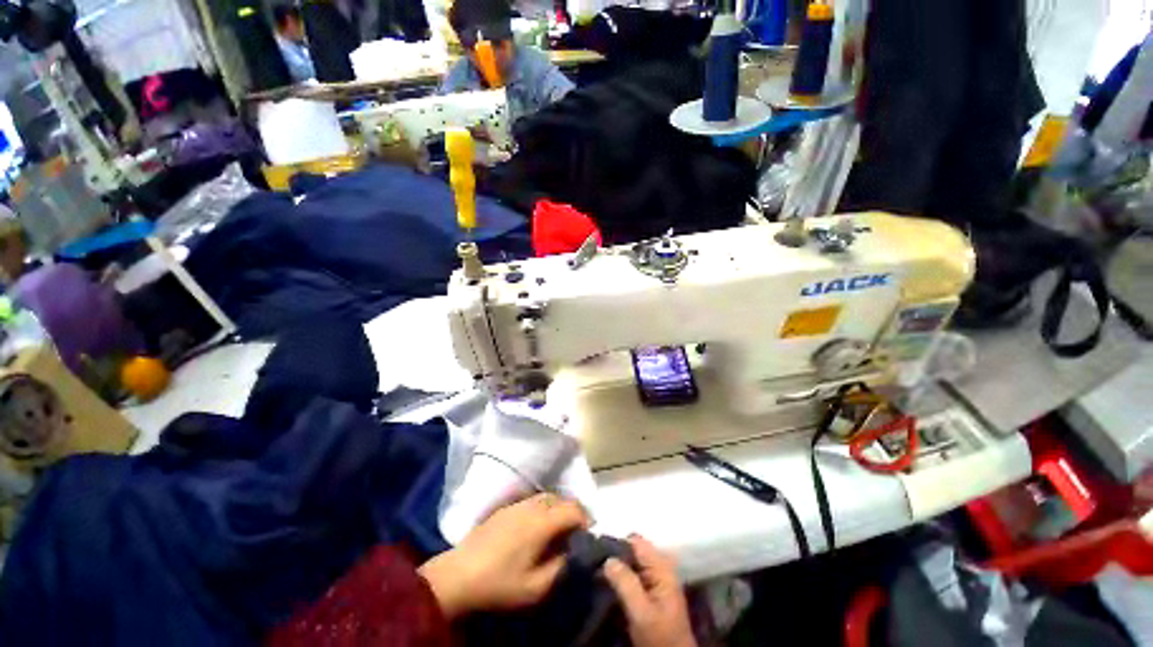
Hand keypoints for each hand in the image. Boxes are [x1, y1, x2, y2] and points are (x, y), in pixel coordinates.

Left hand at [418, 493, 586, 618]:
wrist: (459, 575)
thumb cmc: (499, 583)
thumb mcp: (535, 588)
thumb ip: (560, 568)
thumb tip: (570, 552)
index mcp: (542, 523)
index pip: (573, 509)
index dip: (586, 518)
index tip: (588, 533)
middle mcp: (532, 506)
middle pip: (562, 498)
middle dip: (574, 511)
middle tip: (577, 530)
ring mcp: (517, 504)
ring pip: (547, 496)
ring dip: (559, 507)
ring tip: (559, 526)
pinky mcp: (506, 507)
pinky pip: (533, 499)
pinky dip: (544, 507)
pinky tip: (538, 524)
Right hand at [603, 535, 695, 646]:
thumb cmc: (659, 637)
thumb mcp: (641, 612)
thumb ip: (626, 583)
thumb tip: (607, 559)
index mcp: (661, 566)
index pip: (636, 541)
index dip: (616, 542)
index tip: (596, 550)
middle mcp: (659, 567)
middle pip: (633, 549)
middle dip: (614, 554)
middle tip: (594, 562)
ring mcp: (655, 578)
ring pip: (631, 561)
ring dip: (615, 565)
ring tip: (596, 570)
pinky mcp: (649, 590)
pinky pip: (631, 574)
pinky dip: (619, 575)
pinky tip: (606, 581)